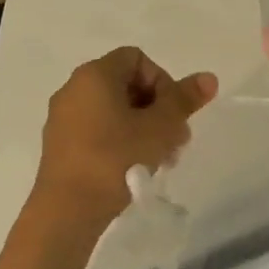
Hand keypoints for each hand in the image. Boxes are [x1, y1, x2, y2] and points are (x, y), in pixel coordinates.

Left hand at [32, 47, 217, 224]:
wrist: (68, 210)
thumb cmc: (116, 158)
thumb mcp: (161, 127)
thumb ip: (185, 99)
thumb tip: (209, 77)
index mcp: (95, 74)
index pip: (137, 58)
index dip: (163, 80)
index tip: (172, 113)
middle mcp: (73, 89)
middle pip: (126, 85)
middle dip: (157, 109)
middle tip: (175, 140)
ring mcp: (63, 118)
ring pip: (113, 111)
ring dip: (142, 128)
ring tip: (159, 159)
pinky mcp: (59, 146)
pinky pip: (96, 131)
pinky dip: (119, 142)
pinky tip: (134, 169)